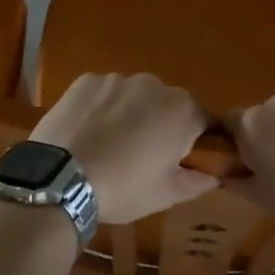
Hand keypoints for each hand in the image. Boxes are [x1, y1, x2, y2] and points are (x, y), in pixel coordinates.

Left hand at [33, 73, 218, 223]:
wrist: (59, 179)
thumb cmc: (123, 188)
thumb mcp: (166, 195)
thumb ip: (197, 181)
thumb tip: (214, 176)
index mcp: (182, 110)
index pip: (203, 121)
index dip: (193, 142)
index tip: (178, 162)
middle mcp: (154, 84)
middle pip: (167, 104)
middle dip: (161, 124)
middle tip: (142, 156)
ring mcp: (117, 78)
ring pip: (134, 95)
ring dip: (131, 113)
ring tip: (110, 143)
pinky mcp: (86, 80)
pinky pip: (105, 92)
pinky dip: (102, 106)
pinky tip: (89, 131)